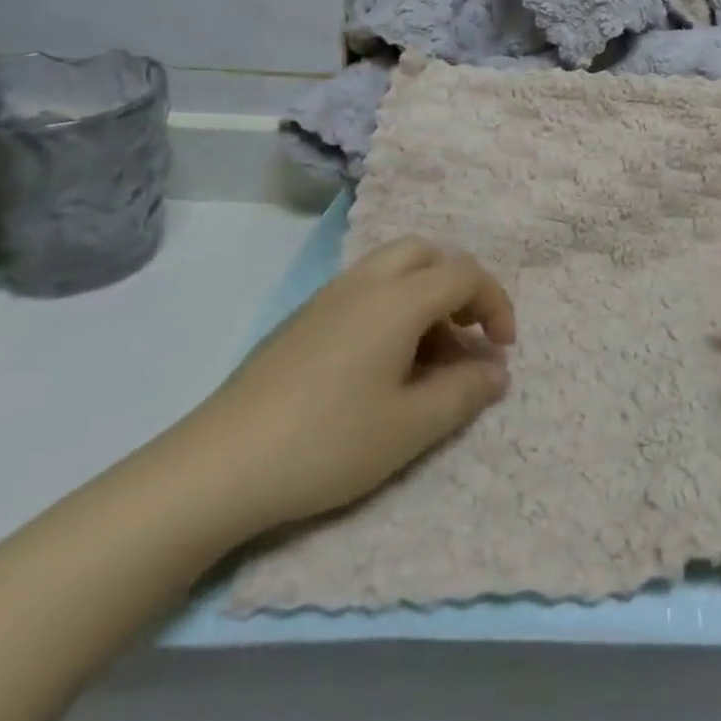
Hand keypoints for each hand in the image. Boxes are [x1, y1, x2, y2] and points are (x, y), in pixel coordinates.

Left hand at [163, 238, 515, 545]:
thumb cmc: (327, 443)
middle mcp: (364, 283)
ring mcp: (327, 298)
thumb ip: (465, 393)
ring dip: (424, 297)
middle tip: (465, 336)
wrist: (218, 466)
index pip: (464, 274)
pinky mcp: (302, 320)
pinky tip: (381, 365)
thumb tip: (496, 371)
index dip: (495, 304)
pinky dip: (392, 307)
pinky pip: (364, 290)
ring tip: (427, 357)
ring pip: (392, 269)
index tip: (502, 350)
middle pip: (427, 253)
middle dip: (459, 286)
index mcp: (397, 300)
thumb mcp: (411, 427)